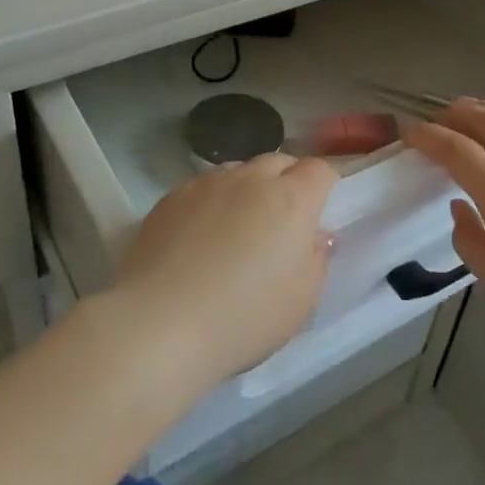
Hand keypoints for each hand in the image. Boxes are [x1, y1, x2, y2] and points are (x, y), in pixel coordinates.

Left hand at [110, 153, 336, 395]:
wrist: (160, 323)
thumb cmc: (244, 317)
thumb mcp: (301, 300)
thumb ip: (316, 259)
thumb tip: (316, 236)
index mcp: (291, 200)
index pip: (319, 170)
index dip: (324, 185)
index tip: (319, 210)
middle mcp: (251, 179)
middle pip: (279, 161)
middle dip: (287, 181)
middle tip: (281, 220)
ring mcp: (208, 184)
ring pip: (239, 171)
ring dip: (248, 188)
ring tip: (237, 226)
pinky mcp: (172, 197)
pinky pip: (203, 187)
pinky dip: (212, 202)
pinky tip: (199, 236)